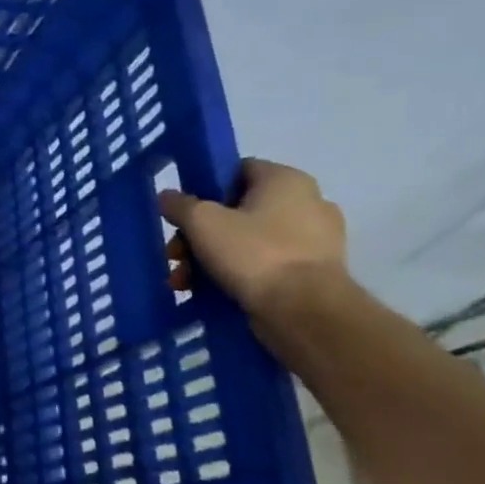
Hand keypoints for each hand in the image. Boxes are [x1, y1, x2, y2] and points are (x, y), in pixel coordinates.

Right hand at [158, 159, 347, 318]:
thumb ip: (179, 204)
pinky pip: (264, 265)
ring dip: (209, 258)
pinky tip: (208, 291)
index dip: (204, 188)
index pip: (236, 170)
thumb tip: (168, 197)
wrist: (305, 313)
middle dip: (198, 234)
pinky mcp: (314, 274)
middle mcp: (308, 204)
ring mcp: (316, 241)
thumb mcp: (200, 221)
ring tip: (184, 281)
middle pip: (236, 211)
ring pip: (247, 241)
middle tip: (176, 254)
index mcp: (287, 180)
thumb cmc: (253, 253)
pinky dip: (236, 274)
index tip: (182, 211)